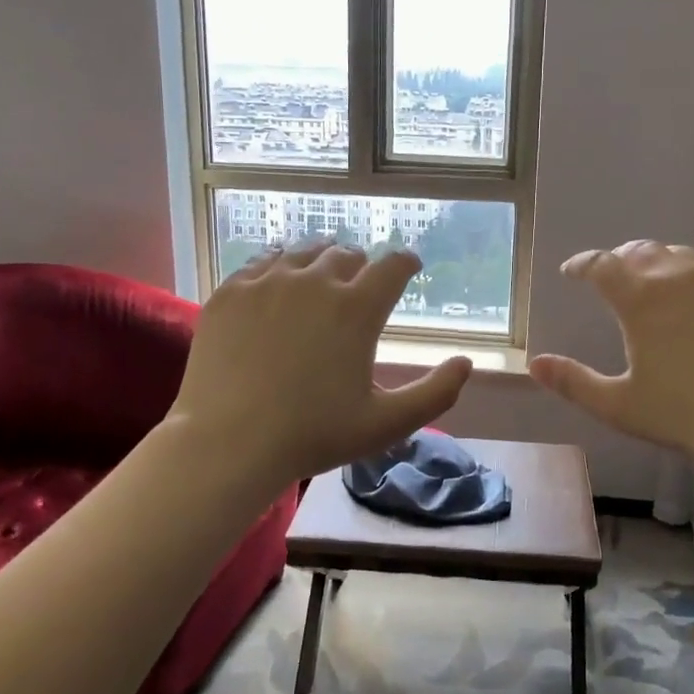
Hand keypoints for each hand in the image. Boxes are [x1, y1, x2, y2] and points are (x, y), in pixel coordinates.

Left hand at [168, 242, 473, 482]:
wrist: (228, 443)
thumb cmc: (314, 435)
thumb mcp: (387, 424)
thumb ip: (436, 393)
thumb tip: (465, 363)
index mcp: (358, 308)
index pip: (394, 265)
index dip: (407, 262)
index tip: (409, 267)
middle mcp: (316, 281)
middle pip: (347, 254)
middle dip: (361, 265)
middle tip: (360, 282)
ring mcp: (268, 281)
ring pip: (304, 251)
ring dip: (321, 259)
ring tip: (321, 274)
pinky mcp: (231, 291)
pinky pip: (262, 262)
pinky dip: (279, 266)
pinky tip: (278, 282)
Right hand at [528, 241, 693, 469]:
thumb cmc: (688, 415)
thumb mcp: (620, 406)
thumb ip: (573, 382)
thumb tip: (535, 364)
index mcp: (641, 298)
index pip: (601, 265)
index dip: (582, 264)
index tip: (572, 272)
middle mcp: (679, 277)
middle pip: (641, 251)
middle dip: (619, 259)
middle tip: (611, 275)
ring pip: (682, 256)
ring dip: (659, 263)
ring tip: (655, 280)